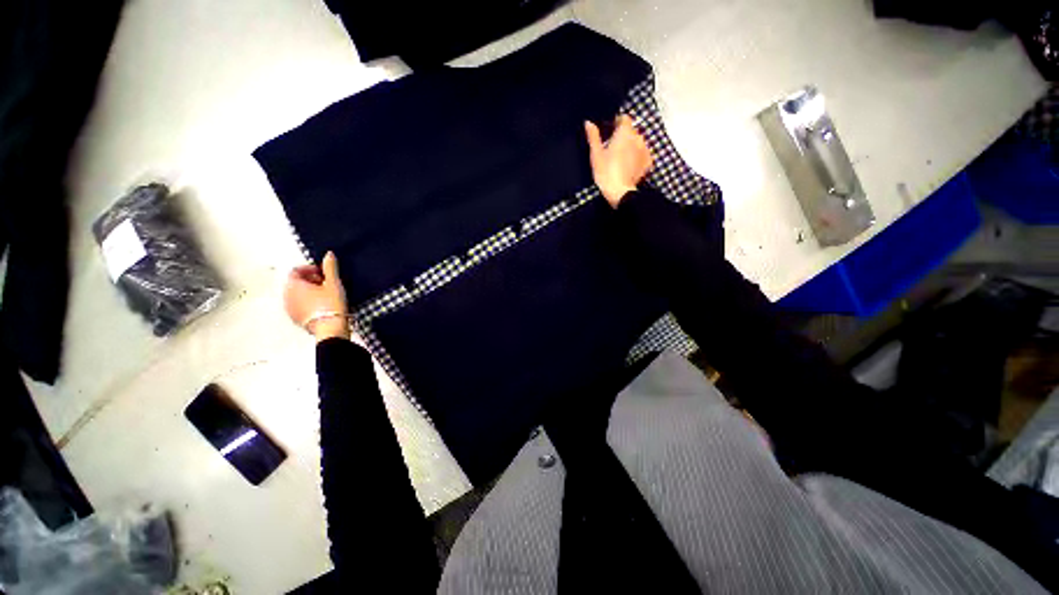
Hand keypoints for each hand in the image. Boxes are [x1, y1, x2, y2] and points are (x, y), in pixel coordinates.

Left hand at [284, 251, 349, 340]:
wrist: (330, 329)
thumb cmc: (331, 304)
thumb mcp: (334, 284)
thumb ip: (330, 268)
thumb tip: (328, 254)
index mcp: (293, 285)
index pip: (296, 270)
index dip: (310, 269)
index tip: (324, 273)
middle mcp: (286, 295)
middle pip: (295, 282)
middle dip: (310, 280)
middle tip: (327, 283)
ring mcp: (289, 308)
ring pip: (297, 294)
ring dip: (308, 291)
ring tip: (326, 295)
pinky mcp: (294, 318)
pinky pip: (299, 304)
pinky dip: (308, 301)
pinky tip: (322, 306)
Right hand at [584, 115, 653, 207]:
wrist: (620, 192)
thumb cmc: (605, 171)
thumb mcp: (596, 154)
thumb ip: (593, 136)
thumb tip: (588, 122)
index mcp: (625, 132)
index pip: (624, 118)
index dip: (617, 122)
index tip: (609, 131)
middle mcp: (638, 137)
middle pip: (631, 131)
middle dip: (623, 136)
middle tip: (612, 148)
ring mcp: (645, 149)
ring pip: (637, 142)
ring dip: (630, 146)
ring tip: (620, 159)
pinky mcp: (648, 162)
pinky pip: (642, 154)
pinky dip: (637, 157)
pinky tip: (629, 165)